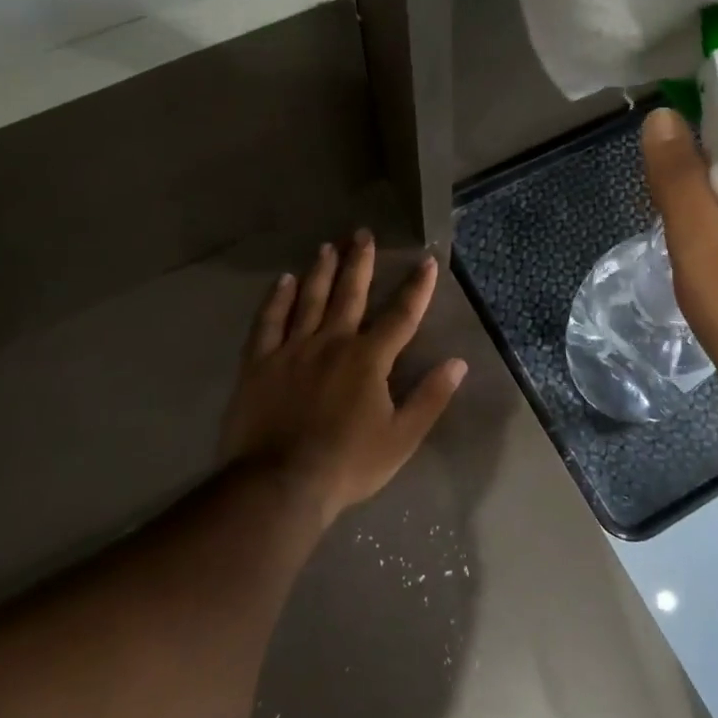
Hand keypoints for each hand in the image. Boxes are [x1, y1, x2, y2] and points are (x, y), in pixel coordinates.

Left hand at [218, 231, 467, 527]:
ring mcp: (292, 350)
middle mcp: (332, 342)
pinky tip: (283, 281)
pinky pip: (268, 322)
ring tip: (327, 246)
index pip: (401, 316)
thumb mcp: (402, 437)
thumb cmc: (348, 464)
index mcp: (369, 359)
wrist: (280, 484)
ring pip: (309, 300)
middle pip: (350, 294)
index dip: (417, 288)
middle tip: (362, 233)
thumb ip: (430, 398)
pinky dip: (276, 300)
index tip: (427, 261)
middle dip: (360, 262)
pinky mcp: (259, 363)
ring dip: (320, 271)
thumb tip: (458, 363)